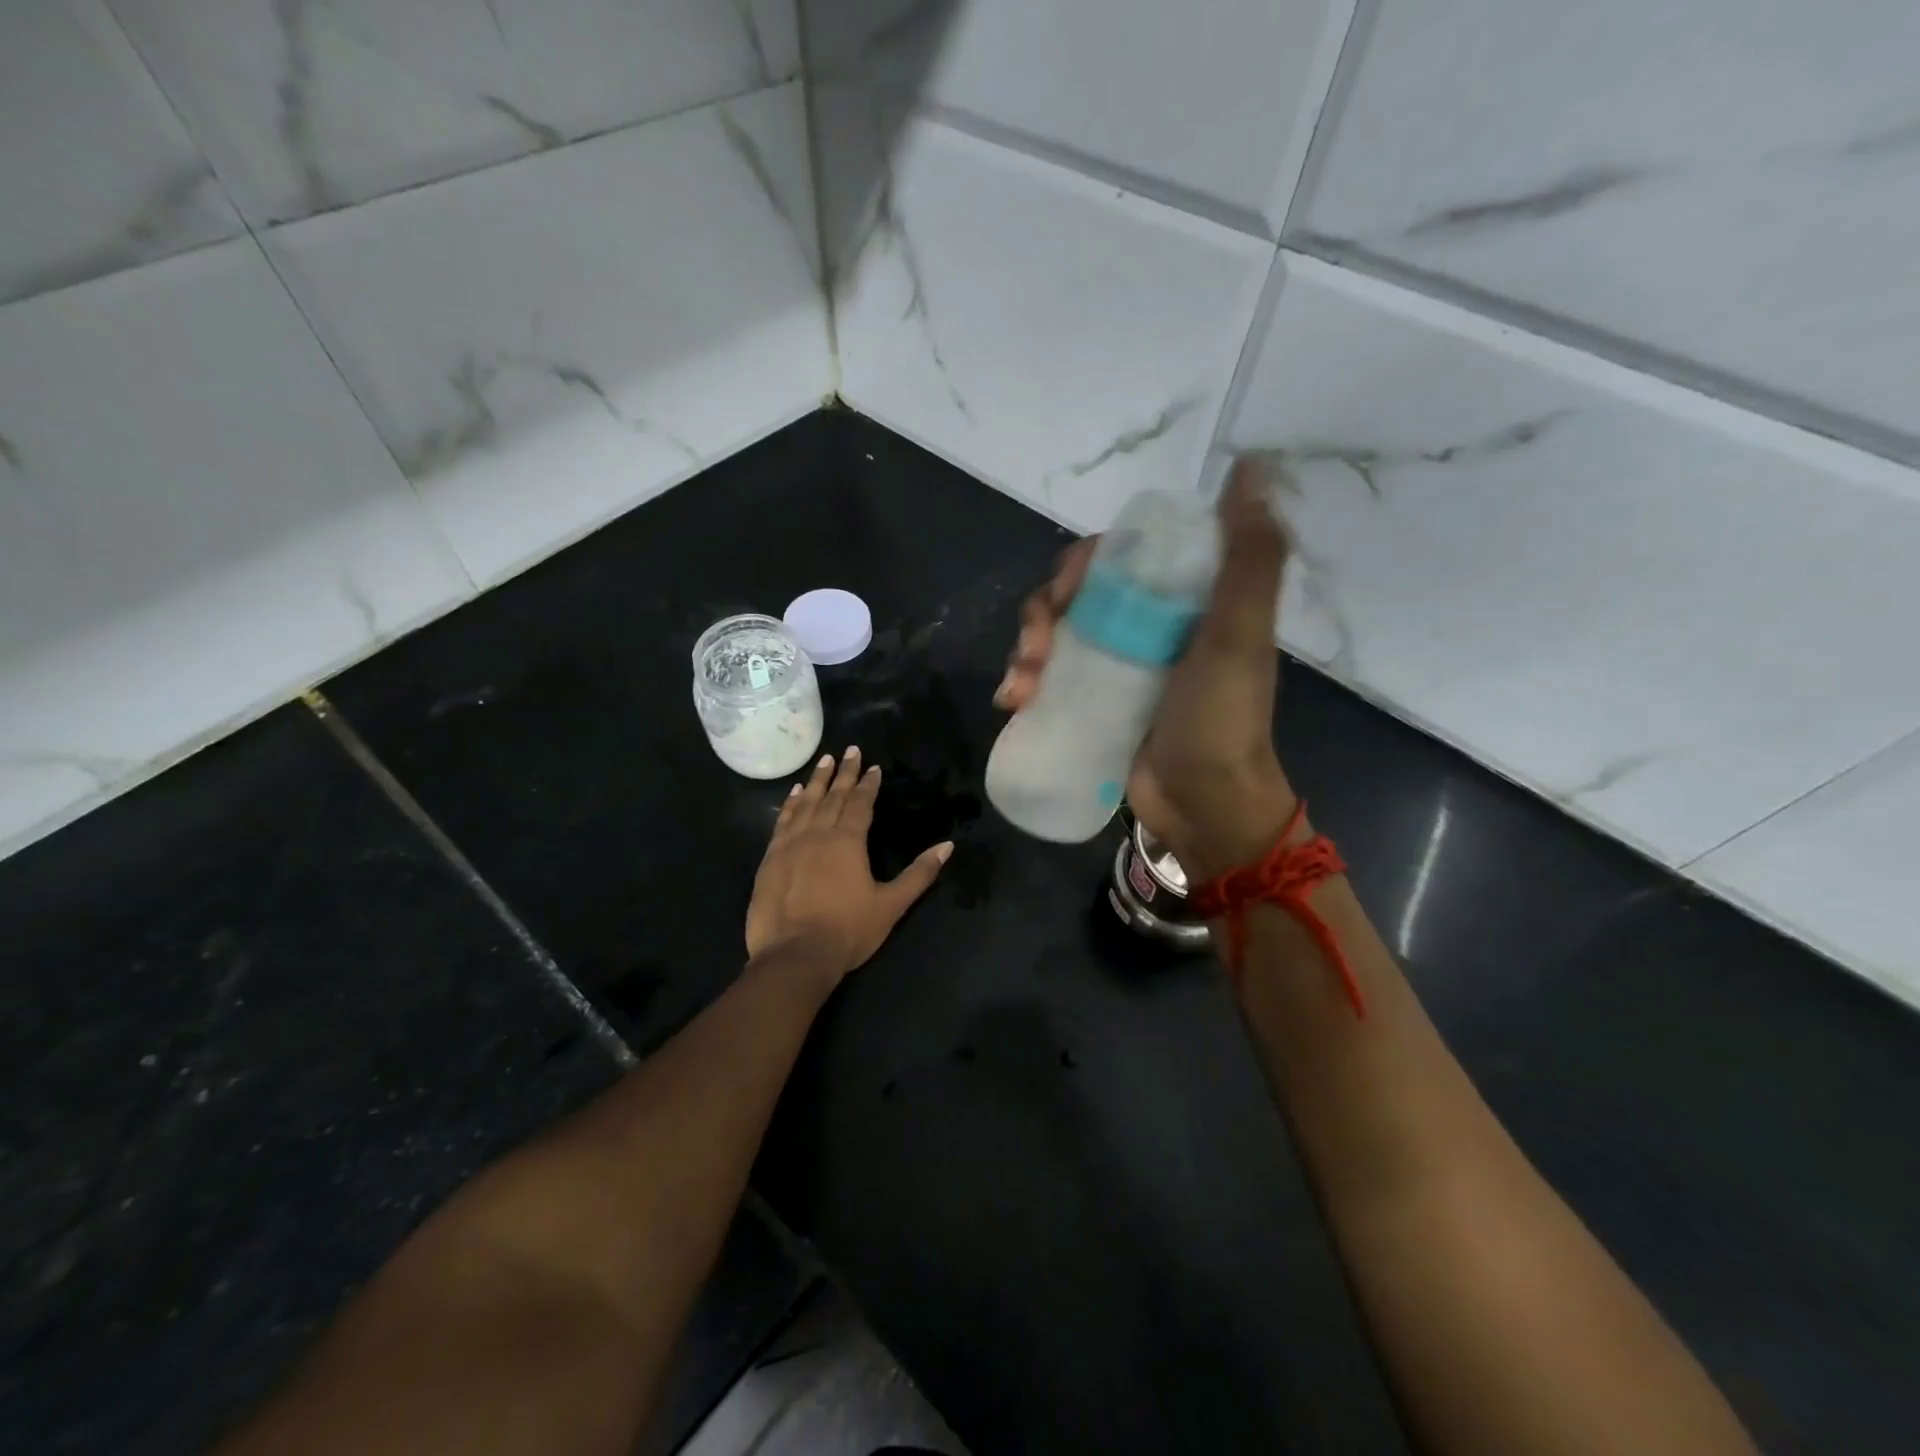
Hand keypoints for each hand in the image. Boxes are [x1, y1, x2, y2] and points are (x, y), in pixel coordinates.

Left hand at [745, 746, 953, 985]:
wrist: (794, 956)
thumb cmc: (848, 931)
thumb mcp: (891, 904)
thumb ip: (919, 874)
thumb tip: (947, 846)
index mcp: (848, 841)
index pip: (861, 803)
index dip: (868, 784)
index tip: (873, 766)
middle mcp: (818, 833)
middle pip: (833, 796)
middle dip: (844, 773)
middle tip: (850, 750)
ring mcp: (790, 845)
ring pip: (805, 803)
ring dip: (816, 781)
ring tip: (824, 761)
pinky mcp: (770, 859)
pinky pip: (782, 822)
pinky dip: (789, 804)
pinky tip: (792, 795)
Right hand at [995, 458, 1298, 879]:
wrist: (1205, 806)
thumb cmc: (1221, 718)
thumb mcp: (1241, 634)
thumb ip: (1249, 556)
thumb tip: (1251, 468)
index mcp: (1178, 602)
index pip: (1117, 558)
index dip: (1082, 565)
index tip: (1068, 591)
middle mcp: (1143, 628)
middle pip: (1075, 597)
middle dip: (1042, 613)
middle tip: (1034, 647)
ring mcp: (1114, 671)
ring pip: (1053, 637)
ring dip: (1024, 651)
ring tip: (1020, 686)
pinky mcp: (1091, 708)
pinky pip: (1047, 680)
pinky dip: (1023, 684)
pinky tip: (1013, 702)